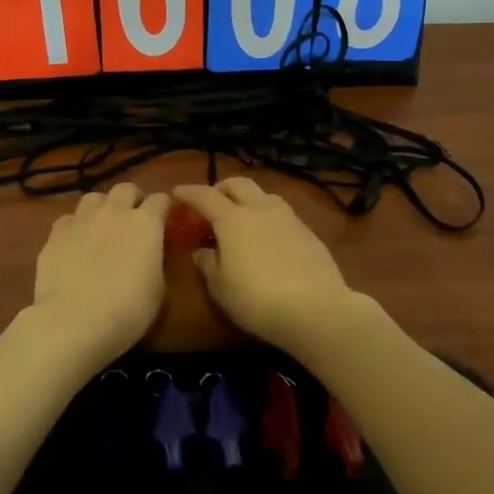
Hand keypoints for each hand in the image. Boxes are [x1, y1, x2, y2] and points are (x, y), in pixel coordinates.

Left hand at [31, 183, 171, 357]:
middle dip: (133, 199)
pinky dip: (75, 227)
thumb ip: (156, 261)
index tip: (165, 221)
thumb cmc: (128, 310)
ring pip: (94, 198)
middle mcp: (114, 212)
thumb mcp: (158, 289)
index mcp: (146, 223)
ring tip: (102, 226)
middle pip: (126, 189)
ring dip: (102, 207)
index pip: (161, 199)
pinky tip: (75, 243)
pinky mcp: (55, 233)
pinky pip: (69, 219)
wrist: (74, 321)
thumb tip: (150, 254)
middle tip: (133, 219)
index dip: (164, 208)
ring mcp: (81, 220)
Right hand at [171, 178, 355, 349]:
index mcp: (233, 219)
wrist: (315, 308)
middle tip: (212, 202)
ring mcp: (289, 218)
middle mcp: (260, 209)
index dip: (189, 192)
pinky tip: (270, 237)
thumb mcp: (221, 288)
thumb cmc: (256, 299)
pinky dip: (269, 217)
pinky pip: (283, 214)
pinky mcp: (309, 233)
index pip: (205, 196)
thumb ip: (208, 265)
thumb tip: (202, 252)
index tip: (177, 192)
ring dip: (249, 199)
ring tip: (243, 217)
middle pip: (239, 184)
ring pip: (265, 195)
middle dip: (222, 187)